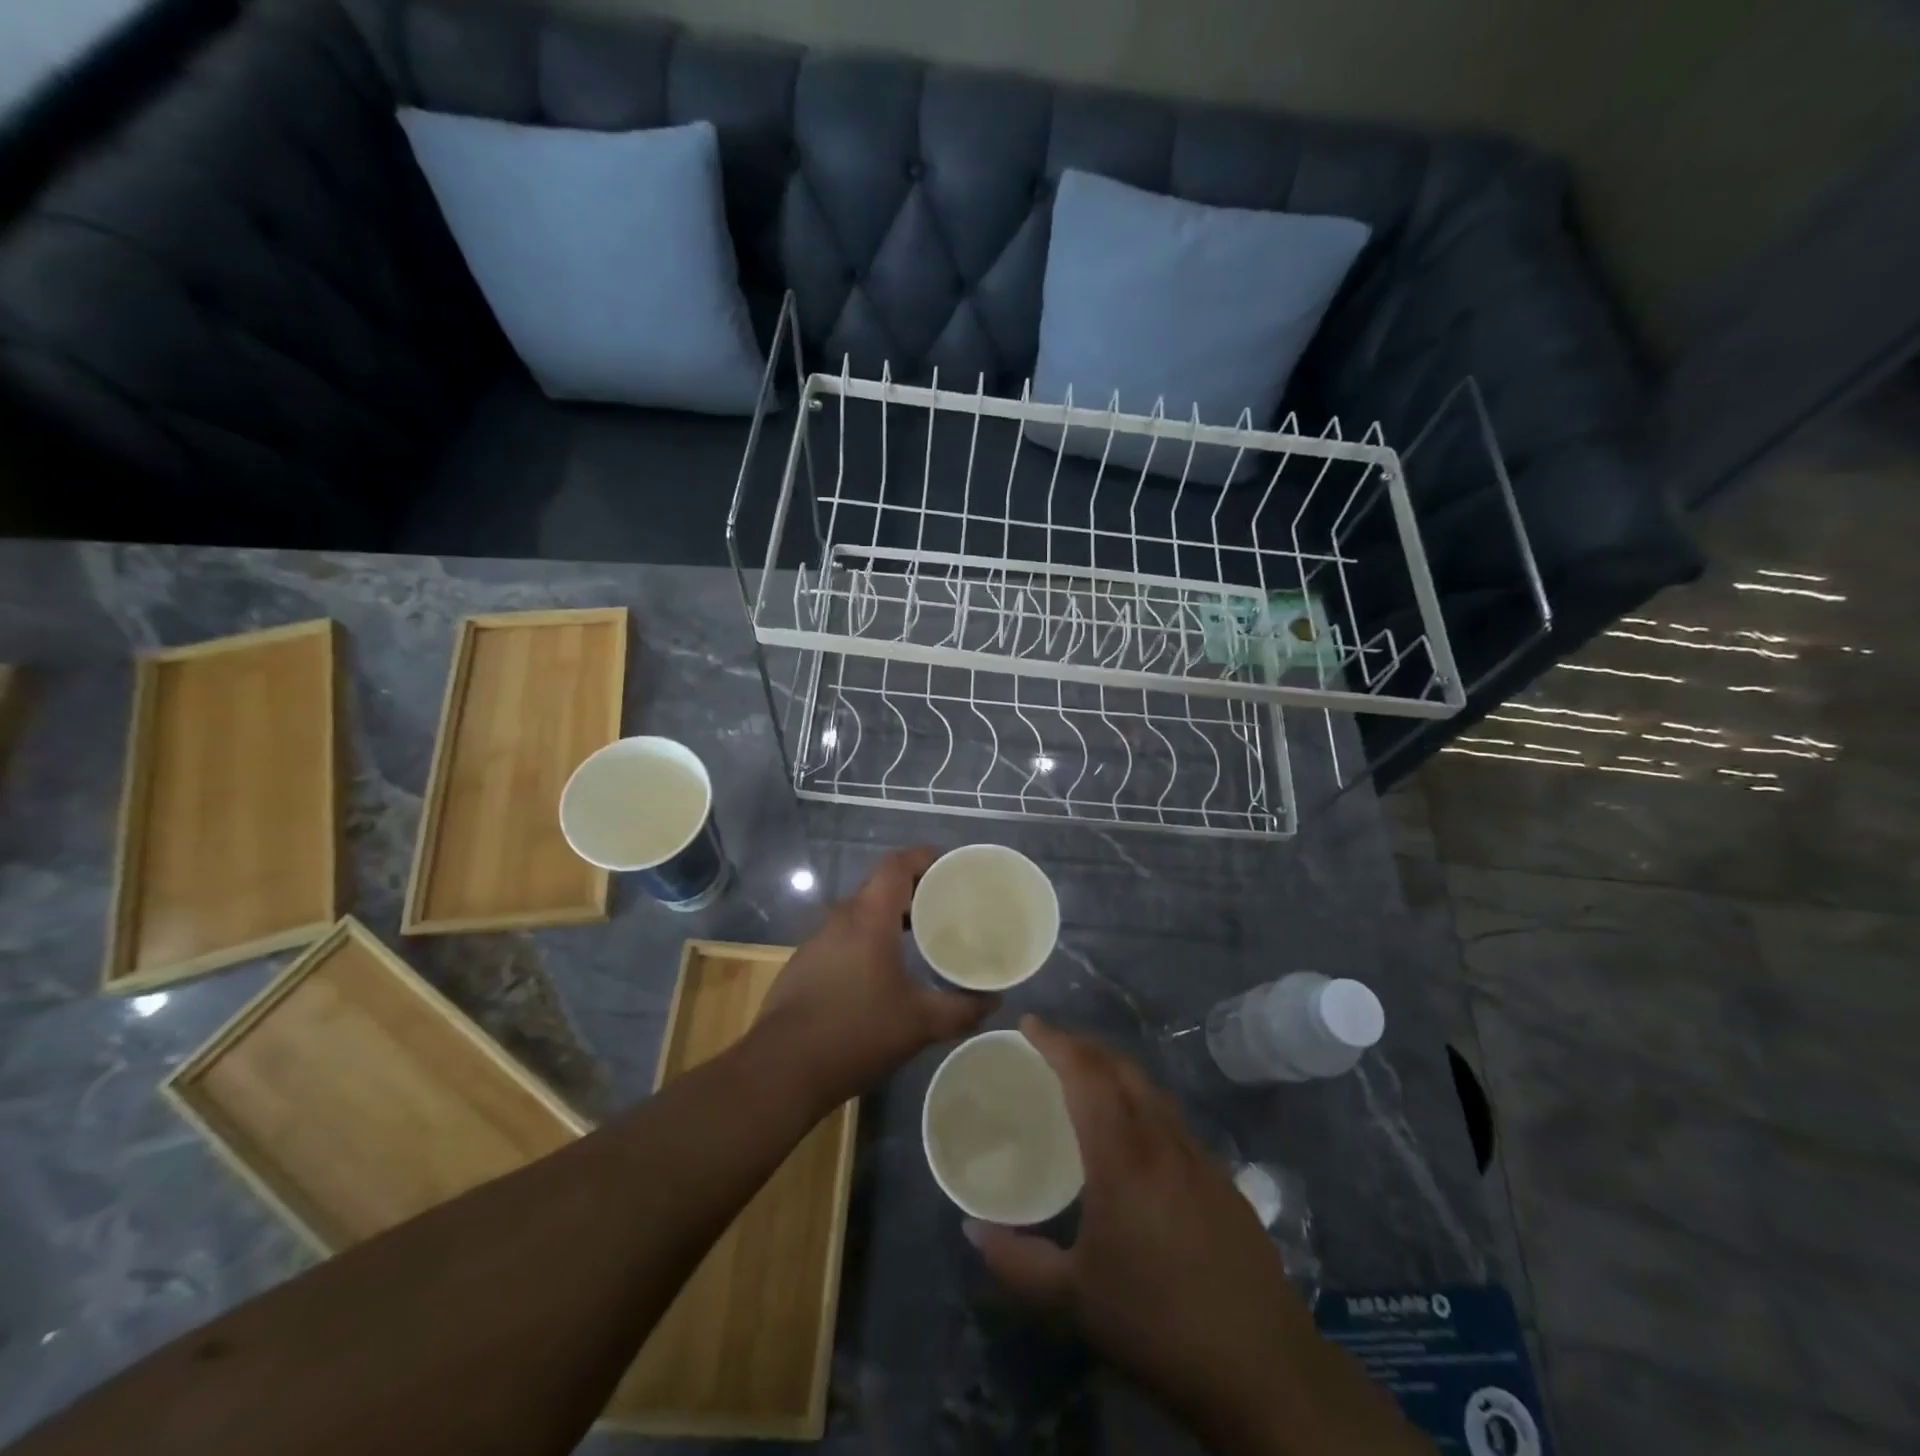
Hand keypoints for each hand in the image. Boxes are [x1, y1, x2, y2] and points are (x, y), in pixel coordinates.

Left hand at [757, 847, 994, 1109]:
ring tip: (920, 937)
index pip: (896, 865)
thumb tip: (994, 1001)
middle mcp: (840, 920)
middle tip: (946, 904)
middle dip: (914, 889)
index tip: (951, 866)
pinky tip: (882, 972)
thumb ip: (961, 1009)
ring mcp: (817, 942)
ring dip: (890, 916)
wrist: (781, 1071)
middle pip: (879, 886)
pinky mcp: (804, 966)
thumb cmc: (855, 1033)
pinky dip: (868, 940)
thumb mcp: (919, 1024)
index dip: (924, 857)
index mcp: (869, 919)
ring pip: (860, 913)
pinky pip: (844, 938)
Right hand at [966, 1018, 1429, 1455]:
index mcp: (1123, 1158)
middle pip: (1121, 1068)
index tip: (1028, 1023)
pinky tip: (1134, 1131)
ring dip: (1115, 1068)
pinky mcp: (1222, 1178)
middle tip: (1050, 1045)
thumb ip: (1016, 1262)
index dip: (1056, 1041)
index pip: (1086, 1075)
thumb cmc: (1157, 1326)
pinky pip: (1172, 1116)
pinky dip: (1142, 1099)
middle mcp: (1162, 1141)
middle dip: (1083, 1045)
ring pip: (1151, 1088)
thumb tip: (971, 1230)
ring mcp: (1198, 1156)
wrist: (1263, 1368)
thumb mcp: (1074, 1301)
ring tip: (1086, 1078)